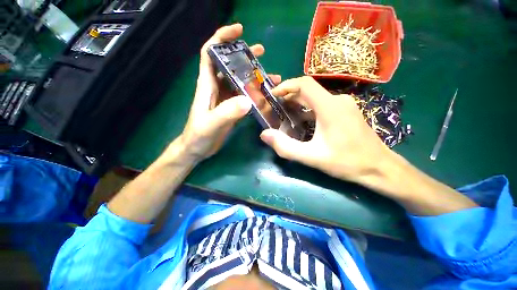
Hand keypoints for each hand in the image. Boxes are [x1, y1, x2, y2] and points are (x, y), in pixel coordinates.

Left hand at [177, 23, 280, 162]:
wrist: (198, 148)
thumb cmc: (199, 135)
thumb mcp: (211, 123)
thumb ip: (227, 112)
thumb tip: (247, 100)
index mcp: (207, 85)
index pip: (210, 53)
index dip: (221, 38)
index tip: (238, 31)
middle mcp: (216, 88)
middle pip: (229, 65)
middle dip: (244, 55)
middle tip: (261, 52)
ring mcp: (225, 99)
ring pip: (239, 81)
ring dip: (253, 76)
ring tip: (271, 76)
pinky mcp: (231, 109)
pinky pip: (244, 96)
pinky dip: (254, 93)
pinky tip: (265, 96)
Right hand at [260, 76, 392, 183]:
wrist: (379, 167)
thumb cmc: (347, 162)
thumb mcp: (312, 157)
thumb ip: (286, 147)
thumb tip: (264, 134)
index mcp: (330, 107)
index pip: (305, 84)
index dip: (286, 86)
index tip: (273, 95)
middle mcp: (337, 100)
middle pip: (308, 91)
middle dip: (289, 98)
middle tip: (275, 109)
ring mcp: (344, 105)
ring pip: (314, 98)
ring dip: (298, 105)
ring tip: (285, 117)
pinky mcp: (345, 112)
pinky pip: (322, 105)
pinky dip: (308, 111)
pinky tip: (302, 123)